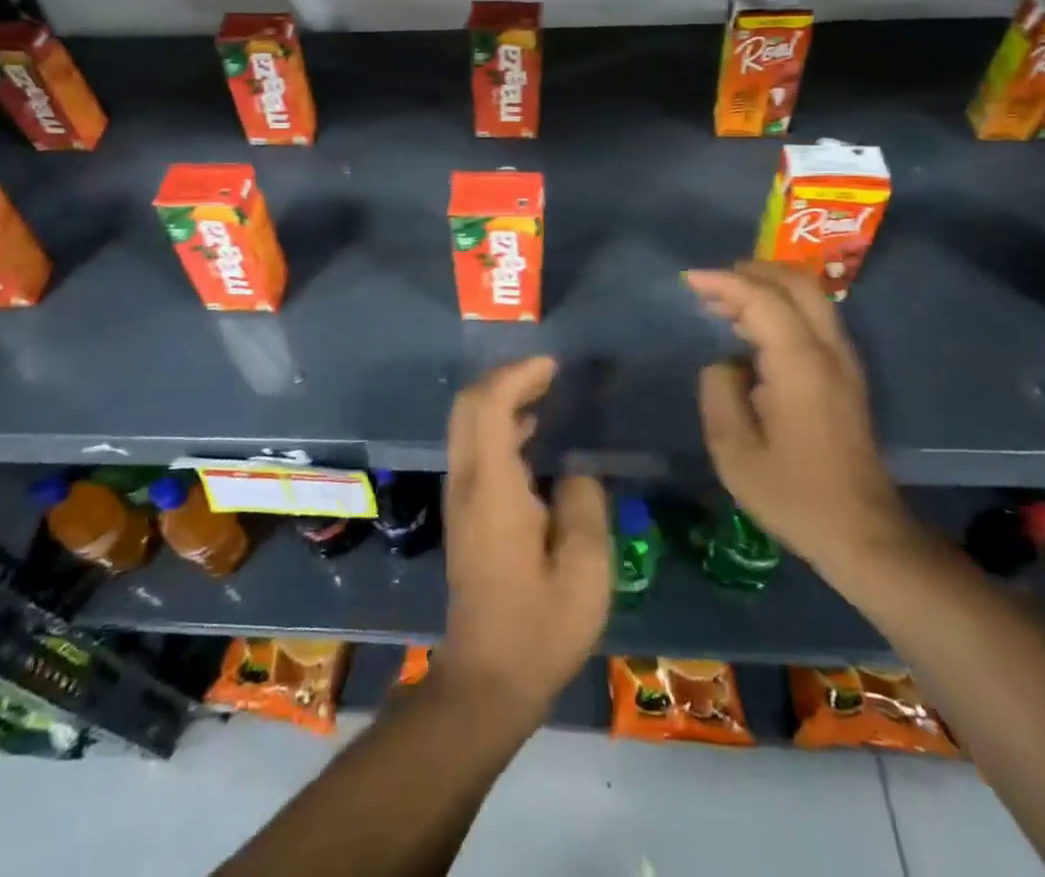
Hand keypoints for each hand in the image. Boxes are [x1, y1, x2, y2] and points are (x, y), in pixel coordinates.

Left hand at [441, 356, 611, 720]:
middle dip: (505, 378)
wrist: (487, 679)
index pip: (488, 406)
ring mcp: (460, 496)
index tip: (552, 366)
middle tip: (547, 372)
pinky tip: (532, 434)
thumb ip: (584, 507)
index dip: (517, 376)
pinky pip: (474, 446)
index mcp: (492, 487)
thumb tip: (575, 473)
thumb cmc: (540, 627)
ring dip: (501, 399)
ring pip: (467, 424)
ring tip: (545, 393)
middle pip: (468, 405)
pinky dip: (499, 425)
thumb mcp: (585, 573)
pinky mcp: (463, 511)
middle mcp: (466, 481)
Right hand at [686, 261, 919, 581]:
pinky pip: (814, 320)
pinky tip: (752, 330)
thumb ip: (720, 392)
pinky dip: (781, 308)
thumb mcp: (734, 451)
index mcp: (800, 365)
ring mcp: (844, 363)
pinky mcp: (847, 377)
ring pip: (810, 299)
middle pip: (797, 284)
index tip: (688, 280)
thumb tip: (725, 364)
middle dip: (752, 272)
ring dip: (767, 288)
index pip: (762, 300)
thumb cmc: (794, 494)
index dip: (723, 283)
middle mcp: (829, 352)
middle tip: (711, 283)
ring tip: (724, 303)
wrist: (864, 534)